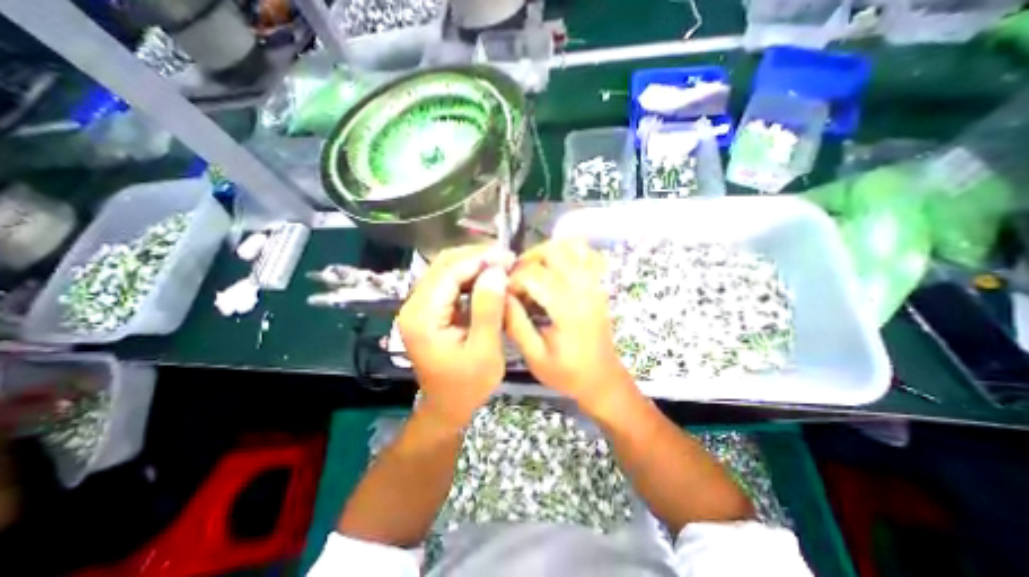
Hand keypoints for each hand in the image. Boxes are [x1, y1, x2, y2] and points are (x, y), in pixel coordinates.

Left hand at [399, 245, 514, 430]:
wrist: (447, 405)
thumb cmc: (468, 385)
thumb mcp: (485, 350)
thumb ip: (488, 310)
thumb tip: (496, 271)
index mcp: (423, 317)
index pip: (449, 273)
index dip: (479, 260)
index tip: (508, 257)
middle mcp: (414, 306)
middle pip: (443, 265)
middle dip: (477, 257)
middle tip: (507, 259)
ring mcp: (418, 306)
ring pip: (446, 270)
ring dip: (474, 264)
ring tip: (501, 265)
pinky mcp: (428, 309)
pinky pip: (449, 282)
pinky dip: (470, 276)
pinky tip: (488, 278)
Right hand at [506, 239, 634, 414]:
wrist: (602, 379)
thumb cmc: (567, 373)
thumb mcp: (534, 356)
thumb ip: (515, 323)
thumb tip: (499, 295)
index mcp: (568, 308)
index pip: (534, 274)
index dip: (513, 279)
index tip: (503, 293)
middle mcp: (585, 288)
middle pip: (554, 250)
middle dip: (528, 259)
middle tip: (516, 278)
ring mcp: (595, 283)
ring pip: (572, 245)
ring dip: (548, 252)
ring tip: (534, 270)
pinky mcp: (599, 284)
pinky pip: (587, 254)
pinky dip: (569, 253)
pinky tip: (556, 270)